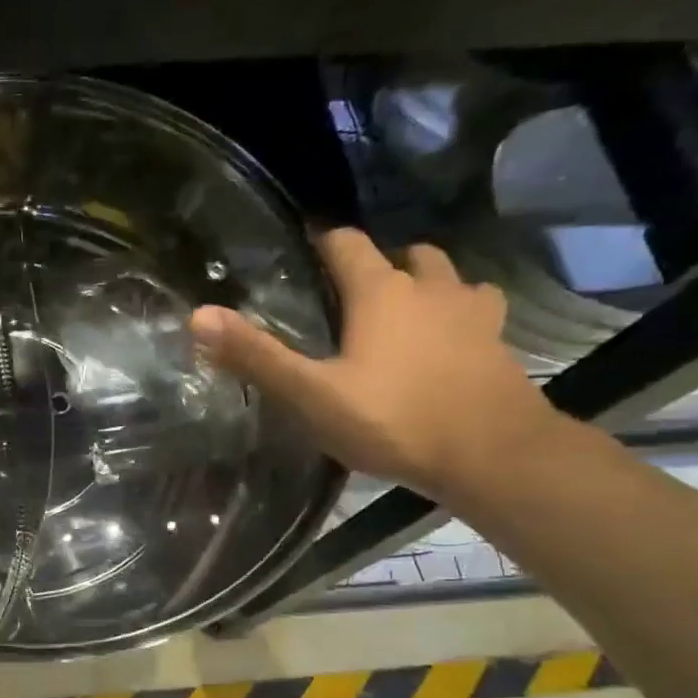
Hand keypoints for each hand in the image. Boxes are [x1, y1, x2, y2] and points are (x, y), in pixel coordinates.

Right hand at [189, 228, 561, 502]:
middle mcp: (431, 288)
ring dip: (424, 284)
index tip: (303, 252)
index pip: (347, 243)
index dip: (323, 242)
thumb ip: (256, 356)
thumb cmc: (393, 420)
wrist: (492, 454)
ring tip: (400, 313)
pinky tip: (445, 343)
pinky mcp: (499, 342)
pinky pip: (477, 311)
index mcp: (380, 292)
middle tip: (350, 293)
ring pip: (448, 278)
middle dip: (378, 264)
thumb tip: (198, 315)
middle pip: (406, 254)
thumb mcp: (311, 394)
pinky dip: (457, 315)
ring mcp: (474, 313)